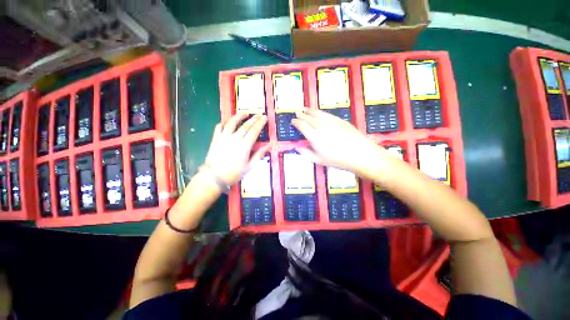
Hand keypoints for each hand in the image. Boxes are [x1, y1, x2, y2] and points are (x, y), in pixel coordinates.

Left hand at [204, 113, 268, 184]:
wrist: (213, 177)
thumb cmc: (233, 173)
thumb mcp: (249, 167)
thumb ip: (259, 155)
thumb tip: (268, 146)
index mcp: (244, 146)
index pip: (254, 131)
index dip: (260, 124)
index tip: (265, 118)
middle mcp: (234, 139)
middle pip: (245, 126)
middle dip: (253, 119)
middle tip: (259, 114)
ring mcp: (224, 137)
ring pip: (232, 122)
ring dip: (239, 116)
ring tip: (245, 113)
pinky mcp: (216, 138)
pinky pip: (220, 126)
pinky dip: (224, 122)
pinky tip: (228, 121)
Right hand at [291, 109, 389, 177]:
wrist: (360, 154)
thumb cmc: (338, 160)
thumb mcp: (319, 160)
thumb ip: (306, 153)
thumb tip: (297, 147)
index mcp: (314, 136)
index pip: (302, 125)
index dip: (296, 122)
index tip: (292, 121)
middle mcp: (320, 126)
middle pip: (308, 117)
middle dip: (301, 114)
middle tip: (296, 113)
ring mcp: (331, 121)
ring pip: (317, 113)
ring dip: (309, 110)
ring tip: (304, 108)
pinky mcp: (339, 120)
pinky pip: (326, 113)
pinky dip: (319, 112)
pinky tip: (318, 112)